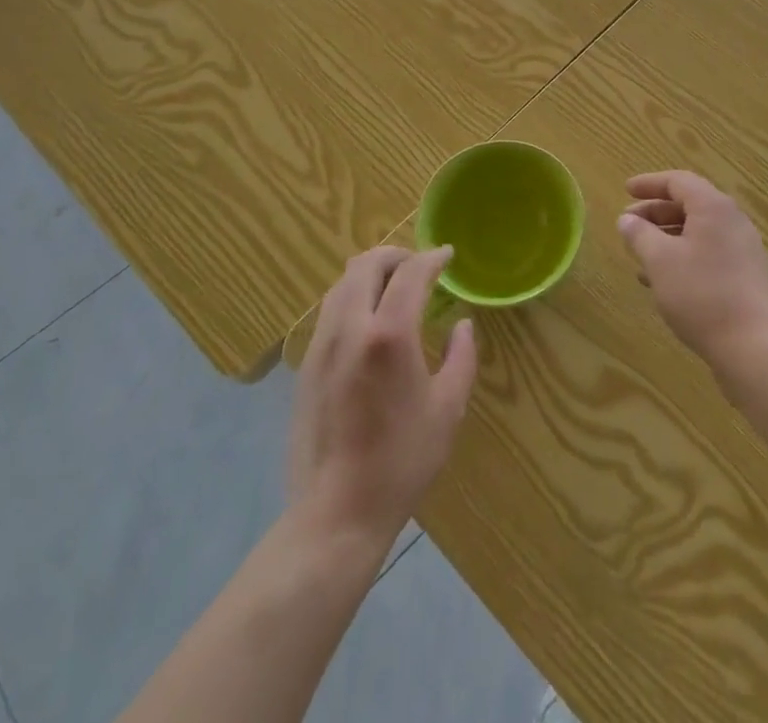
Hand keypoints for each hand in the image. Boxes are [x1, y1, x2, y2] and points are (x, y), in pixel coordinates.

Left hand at [288, 246, 476, 548]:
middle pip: (367, 264)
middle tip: (420, 266)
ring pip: (342, 283)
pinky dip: (352, 296)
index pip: (411, 273)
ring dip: (371, 273)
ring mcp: (322, 345)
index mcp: (389, 334)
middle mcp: (350, 328)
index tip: (447, 255)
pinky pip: (330, 309)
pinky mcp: (306, 365)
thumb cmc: (402, 461)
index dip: (432, 258)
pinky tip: (369, 320)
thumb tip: (461, 325)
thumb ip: (461, 357)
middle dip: (396, 255)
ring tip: (394, 287)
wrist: (336, 513)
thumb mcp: (448, 409)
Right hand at [617, 170, 767, 375]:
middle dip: (655, 213)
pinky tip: (664, 280)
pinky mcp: (747, 276)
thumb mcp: (659, 261)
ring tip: (640, 255)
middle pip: (690, 205)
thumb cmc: (701, 294)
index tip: (626, 191)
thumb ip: (639, 235)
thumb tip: (627, 220)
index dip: (649, 184)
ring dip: (667, 237)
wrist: (752, 346)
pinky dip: (684, 256)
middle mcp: (733, 221)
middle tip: (628, 225)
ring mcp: (744, 249)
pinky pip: (709, 253)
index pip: (678, 181)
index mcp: (713, 207)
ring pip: (698, 231)